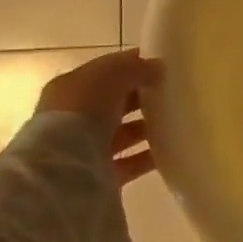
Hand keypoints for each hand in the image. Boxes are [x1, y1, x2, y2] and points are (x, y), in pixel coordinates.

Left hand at [36, 51, 161, 187]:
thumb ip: (134, 68)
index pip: (105, 74)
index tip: (163, 67)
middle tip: (174, 93)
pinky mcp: (102, 175)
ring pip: (124, 133)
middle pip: (115, 104)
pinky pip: (132, 162)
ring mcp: (88, 148)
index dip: (132, 68)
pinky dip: (150, 156)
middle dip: (142, 98)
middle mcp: (76, 119)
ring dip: (148, 127)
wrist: (64, 169)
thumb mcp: (109, 76)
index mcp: (71, 89)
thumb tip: (158, 67)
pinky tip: (172, 147)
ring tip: (178, 120)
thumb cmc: (82, 111)